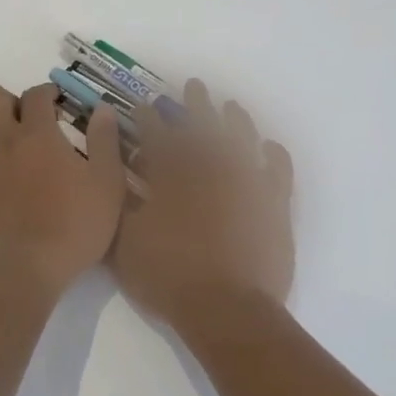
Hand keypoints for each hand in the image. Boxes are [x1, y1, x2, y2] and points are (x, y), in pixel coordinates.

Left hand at [0, 82, 125, 288]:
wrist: (21, 271)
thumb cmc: (73, 226)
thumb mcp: (106, 185)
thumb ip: (105, 142)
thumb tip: (103, 109)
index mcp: (37, 135)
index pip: (35, 95)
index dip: (47, 92)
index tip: (58, 103)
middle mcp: (1, 142)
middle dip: (7, 100)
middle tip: (28, 120)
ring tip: (14, 152)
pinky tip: (2, 189)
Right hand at [110, 80, 293, 331]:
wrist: (227, 309)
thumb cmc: (169, 277)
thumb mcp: (126, 242)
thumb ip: (121, 202)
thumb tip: (117, 170)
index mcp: (174, 177)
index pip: (157, 137)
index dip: (148, 118)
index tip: (143, 103)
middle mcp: (211, 170)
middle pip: (202, 128)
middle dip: (193, 105)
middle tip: (193, 85)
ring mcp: (247, 184)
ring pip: (241, 140)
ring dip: (234, 120)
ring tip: (231, 105)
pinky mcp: (274, 205)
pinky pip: (278, 171)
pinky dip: (274, 155)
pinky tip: (269, 146)